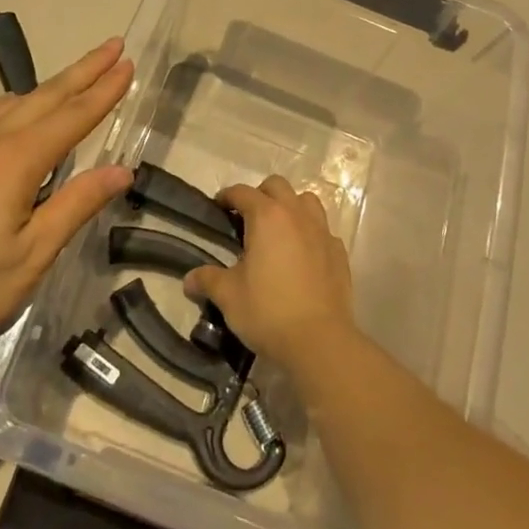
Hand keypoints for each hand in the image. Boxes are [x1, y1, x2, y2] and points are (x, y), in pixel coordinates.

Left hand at [0, 37, 134, 373]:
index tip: (128, 64)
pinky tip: (9, 110)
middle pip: (45, 97)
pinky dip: (7, 103)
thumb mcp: (31, 256)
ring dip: (48, 87)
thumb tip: (122, 170)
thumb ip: (76, 205)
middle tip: (113, 47)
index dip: (104, 91)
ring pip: (12, 102)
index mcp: (15, 161)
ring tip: (74, 79)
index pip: (72, 116)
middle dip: (83, 71)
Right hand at [184, 176, 355, 368]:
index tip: (218, 207)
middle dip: (260, 195)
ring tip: (278, 230)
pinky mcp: (339, 253)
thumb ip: (207, 280)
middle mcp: (296, 215)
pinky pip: (323, 230)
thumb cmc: (268, 311)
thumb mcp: (229, 296)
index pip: (243, 192)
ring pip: (306, 201)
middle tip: (247, 218)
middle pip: (277, 186)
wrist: (319, 342)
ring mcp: (322, 232)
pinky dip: (311, 233)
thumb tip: (189, 280)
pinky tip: (303, 255)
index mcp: (267, 217)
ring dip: (290, 207)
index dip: (227, 196)